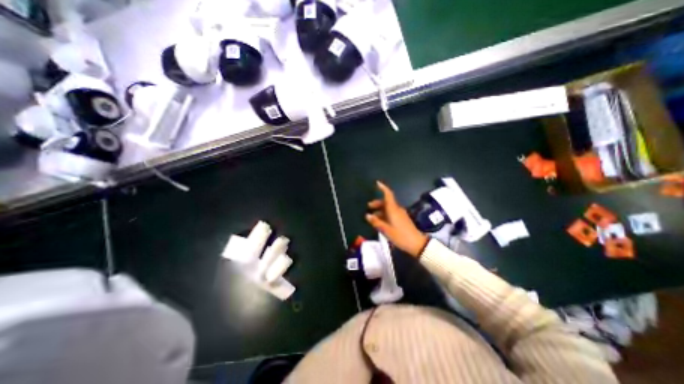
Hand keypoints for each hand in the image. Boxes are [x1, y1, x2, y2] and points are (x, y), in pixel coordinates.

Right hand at [366, 180, 428, 257]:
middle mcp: (397, 209)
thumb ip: (376, 222)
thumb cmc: (400, 236)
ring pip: (388, 208)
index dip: (383, 188)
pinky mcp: (402, 219)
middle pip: (386, 202)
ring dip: (380, 210)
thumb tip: (367, 215)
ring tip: (372, 217)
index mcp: (393, 209)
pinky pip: (391, 213)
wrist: (417, 244)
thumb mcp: (386, 230)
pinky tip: (380, 222)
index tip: (377, 183)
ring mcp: (400, 214)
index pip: (388, 194)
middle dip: (377, 203)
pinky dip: (384, 215)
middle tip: (368, 206)